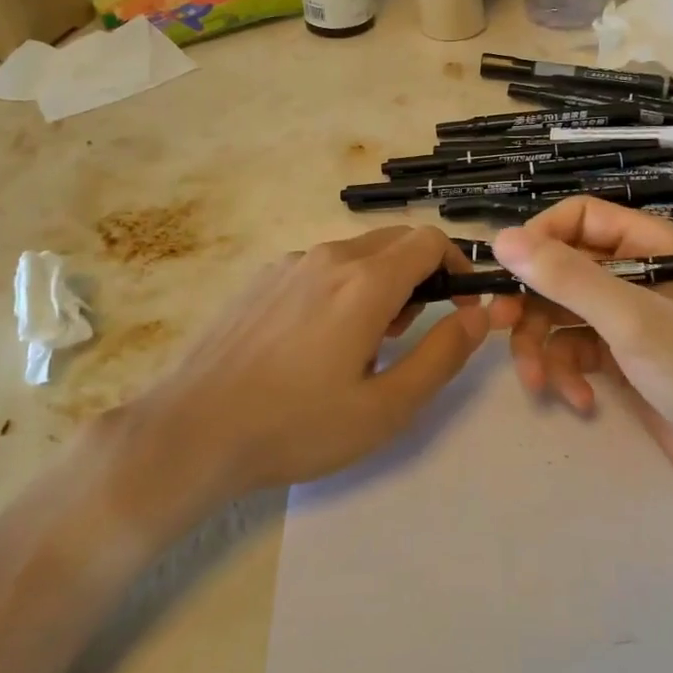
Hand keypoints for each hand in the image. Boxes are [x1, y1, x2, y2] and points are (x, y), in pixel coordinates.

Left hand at [137, 226, 489, 499]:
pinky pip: (320, 267)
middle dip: (419, 276)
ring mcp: (290, 264)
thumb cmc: (297, 426)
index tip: (460, 307)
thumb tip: (478, 316)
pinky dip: (341, 287)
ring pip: (357, 254)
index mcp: (365, 283)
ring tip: (360, 346)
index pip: (429, 242)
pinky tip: (315, 342)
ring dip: (380, 283)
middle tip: (406, 335)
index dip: (457, 267)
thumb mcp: (386, 408)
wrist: (194, 431)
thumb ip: (441, 355)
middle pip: (395, 241)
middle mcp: (329, 257)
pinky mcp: (262, 278)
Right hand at [486, 198, 672, 505]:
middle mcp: (637, 272)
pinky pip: (575, 349)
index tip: (507, 272)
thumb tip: (501, 239)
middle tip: (499, 328)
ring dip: (543, 347)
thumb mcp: (630, 319)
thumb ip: (567, 278)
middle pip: (562, 269)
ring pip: (561, 313)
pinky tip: (581, 402)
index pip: (578, 218)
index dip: (539, 239)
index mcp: (650, 244)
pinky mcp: (622, 356)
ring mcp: (628, 317)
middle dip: (531, 303)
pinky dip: (568, 373)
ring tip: (540, 384)